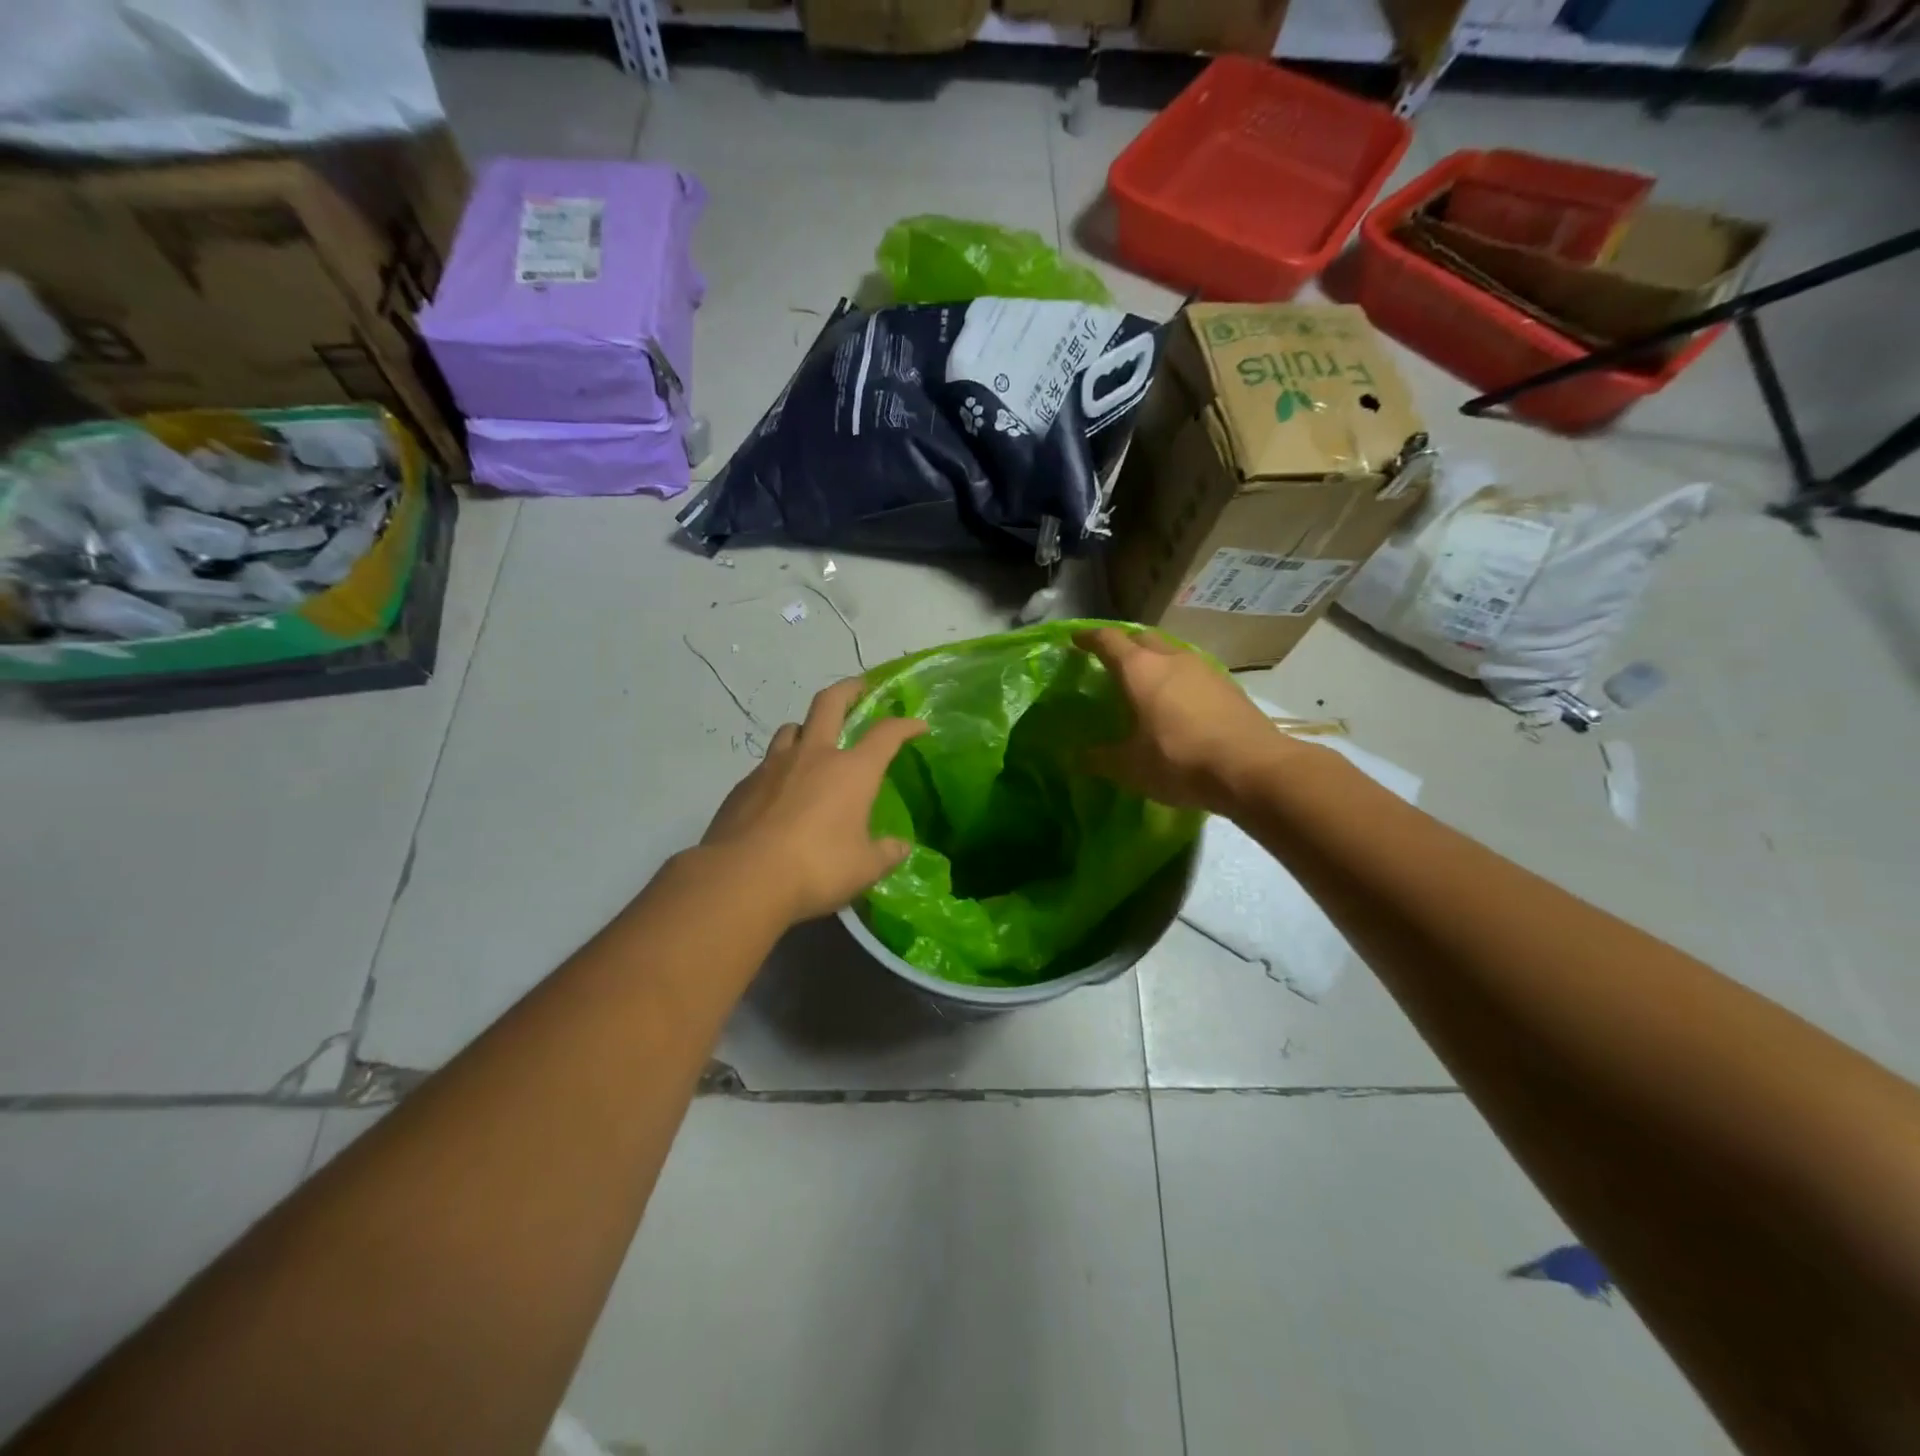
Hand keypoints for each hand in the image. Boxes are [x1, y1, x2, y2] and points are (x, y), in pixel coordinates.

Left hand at [701, 678, 927, 924]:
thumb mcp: (863, 869)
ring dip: (807, 727)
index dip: (905, 726)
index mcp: (851, 771)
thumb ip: (885, 854)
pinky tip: (781, 790)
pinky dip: (781, 767)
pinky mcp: (745, 785)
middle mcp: (813, 756)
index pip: (886, 734)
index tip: (918, 726)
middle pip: (829, 703)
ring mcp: (773, 766)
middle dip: (849, 689)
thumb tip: (900, 847)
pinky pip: (767, 763)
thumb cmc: (815, 868)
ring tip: (814, 740)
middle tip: (859, 686)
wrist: (742, 878)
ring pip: (792, 729)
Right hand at [1076, 627, 1296, 814]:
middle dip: (1124, 645)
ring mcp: (1204, 669)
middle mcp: (1171, 659)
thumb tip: (1077, 756)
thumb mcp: (1130, 767)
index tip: (1076, 640)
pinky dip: (1177, 678)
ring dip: (1154, 660)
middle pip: (1142, 639)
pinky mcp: (1227, 685)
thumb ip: (1100, 758)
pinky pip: (1192, 671)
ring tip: (1144, 681)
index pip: (1108, 640)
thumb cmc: (1179, 761)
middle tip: (1111, 660)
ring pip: (1171, 653)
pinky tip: (1177, 701)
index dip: (1089, 638)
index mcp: (1140, 669)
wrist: (1252, 768)